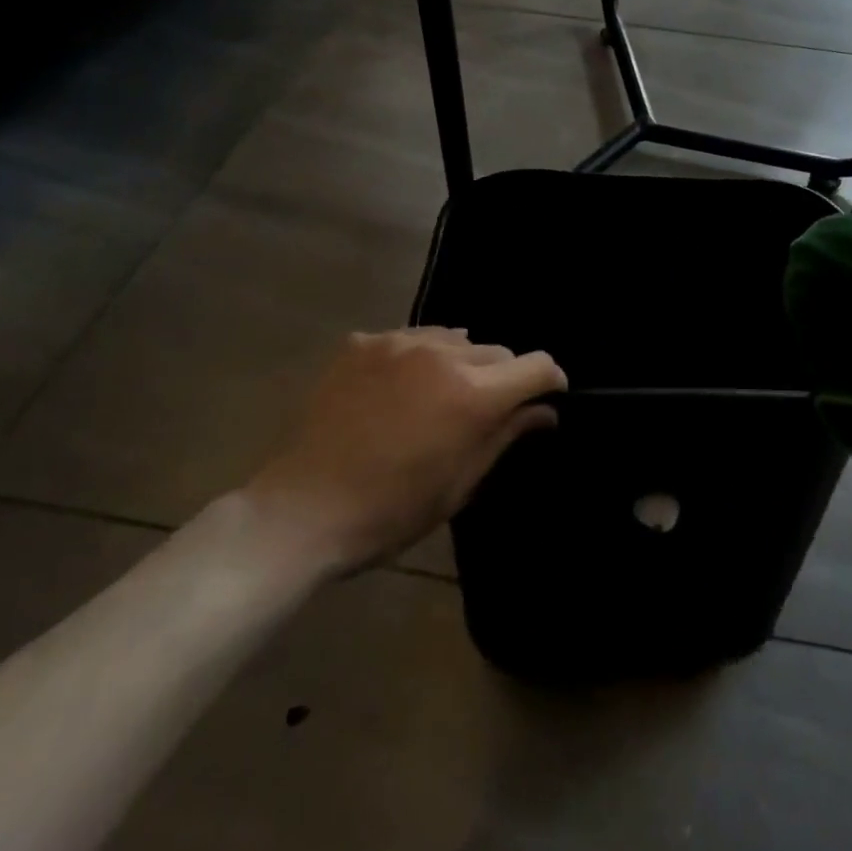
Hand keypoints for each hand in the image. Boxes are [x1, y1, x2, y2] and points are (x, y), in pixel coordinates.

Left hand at [242, 327, 564, 575]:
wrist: (301, 511)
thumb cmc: (390, 511)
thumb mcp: (459, 484)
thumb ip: (506, 435)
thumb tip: (546, 411)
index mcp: (473, 394)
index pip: (536, 365)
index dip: (550, 380)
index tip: (548, 396)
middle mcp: (443, 355)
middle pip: (496, 351)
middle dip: (502, 377)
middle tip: (482, 412)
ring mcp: (399, 343)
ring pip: (454, 339)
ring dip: (459, 363)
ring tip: (437, 397)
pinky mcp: (363, 343)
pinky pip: (409, 339)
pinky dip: (417, 358)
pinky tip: (397, 388)